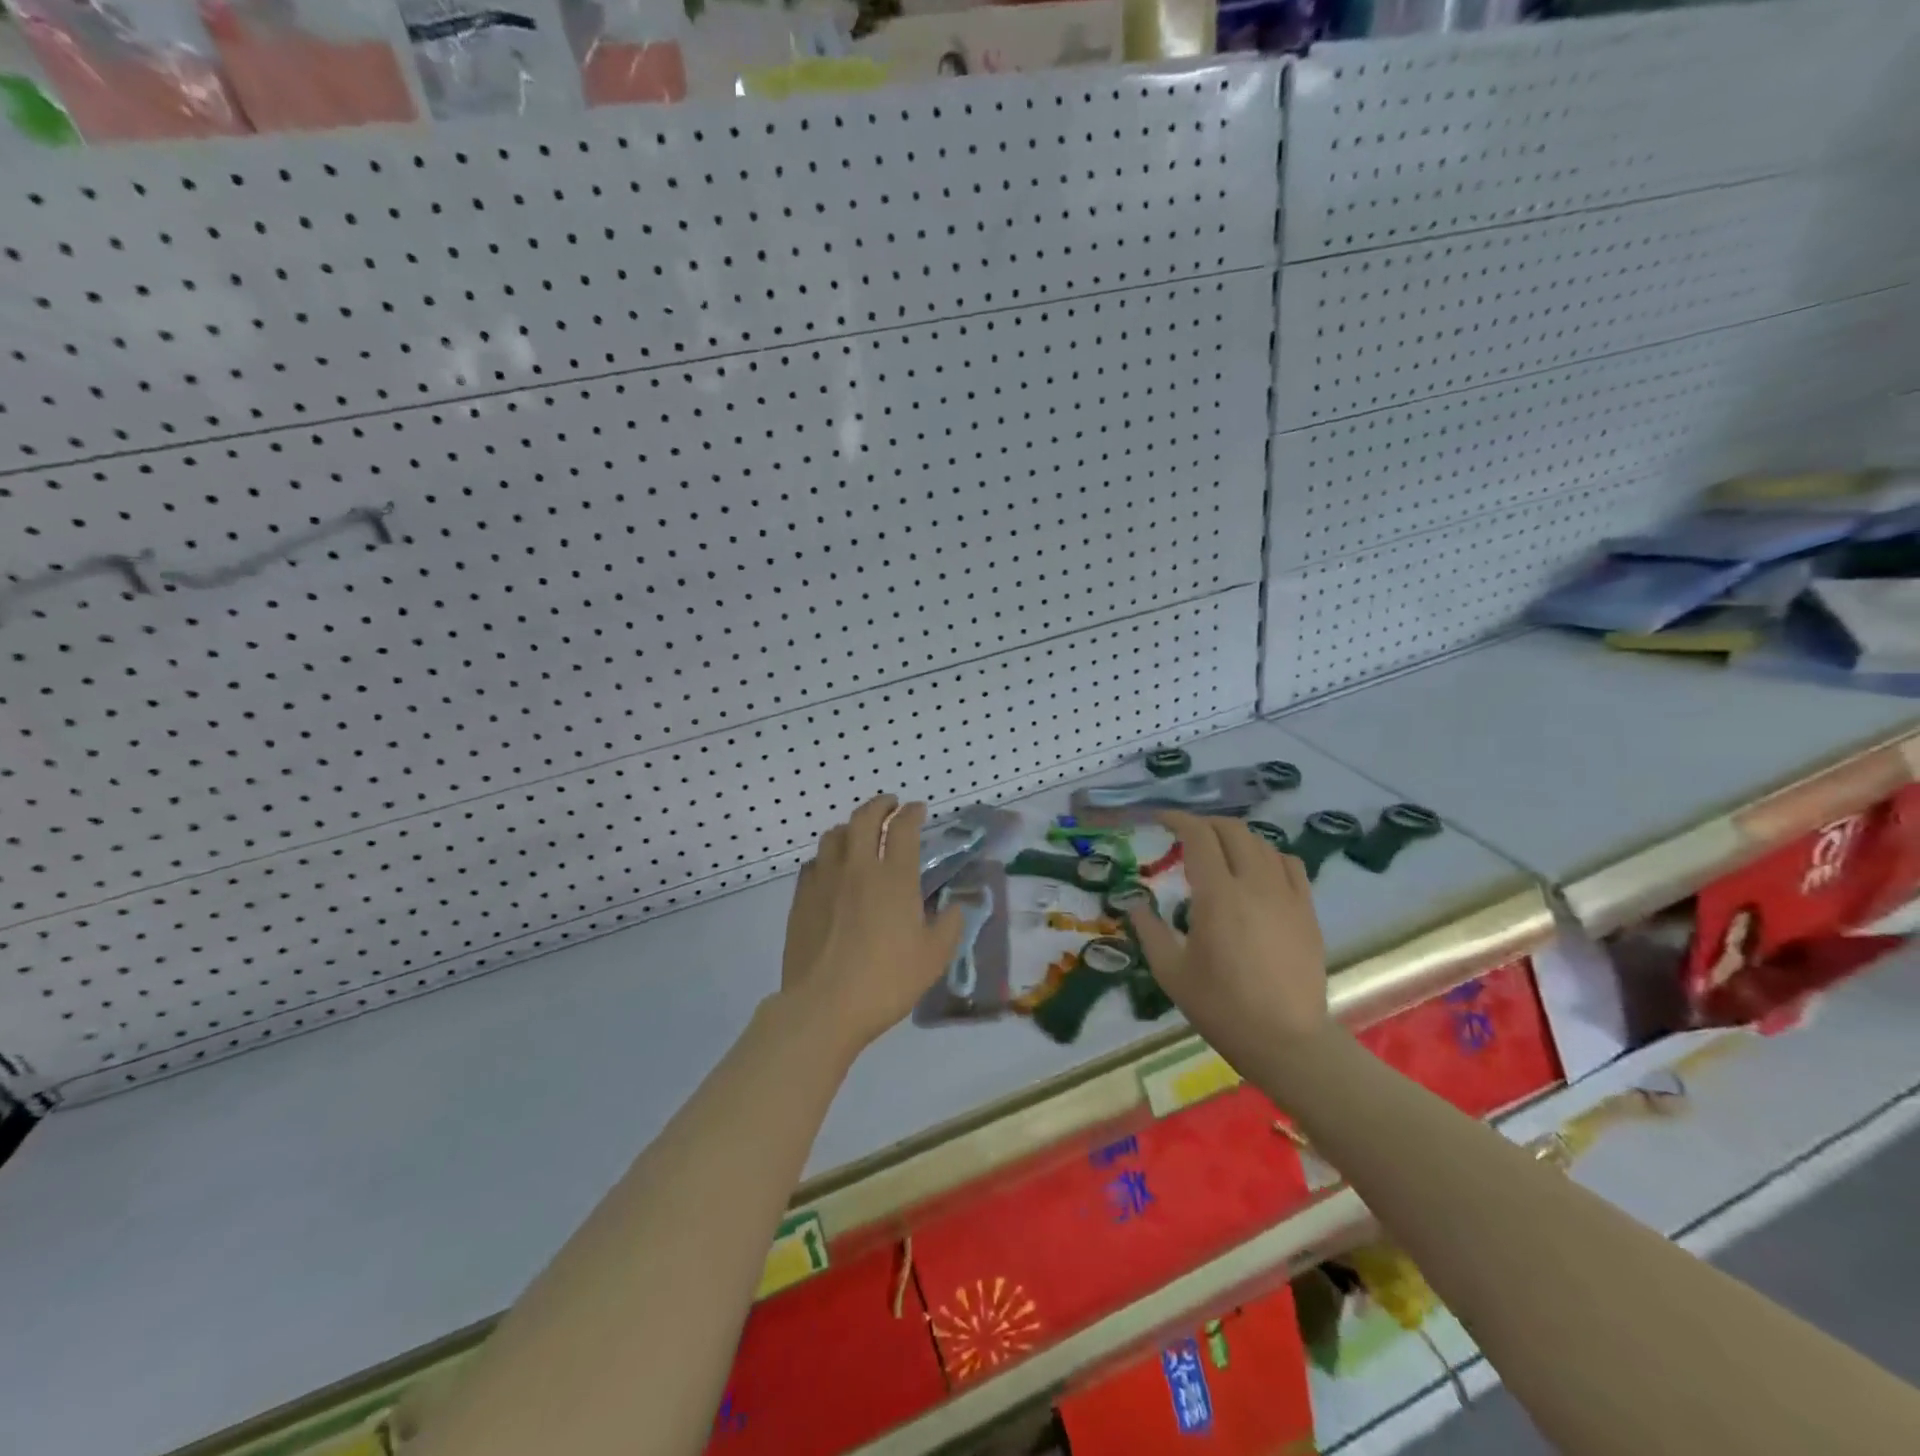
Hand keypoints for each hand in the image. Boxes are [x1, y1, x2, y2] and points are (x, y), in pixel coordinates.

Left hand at [779, 795, 967, 1060]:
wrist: (824, 1006)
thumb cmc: (886, 981)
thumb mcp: (934, 958)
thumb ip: (949, 925)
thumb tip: (954, 907)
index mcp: (894, 878)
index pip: (903, 828)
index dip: (912, 813)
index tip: (918, 810)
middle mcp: (858, 868)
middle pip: (865, 818)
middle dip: (880, 805)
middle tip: (890, 805)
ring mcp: (825, 880)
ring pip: (834, 835)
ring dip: (850, 826)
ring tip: (858, 832)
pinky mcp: (802, 898)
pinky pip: (814, 862)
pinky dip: (827, 855)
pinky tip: (832, 868)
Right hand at [1126, 811, 1330, 1066]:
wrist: (1285, 1041)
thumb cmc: (1221, 1007)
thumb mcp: (1170, 972)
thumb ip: (1149, 930)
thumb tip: (1134, 902)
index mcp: (1217, 896)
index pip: (1199, 836)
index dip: (1178, 820)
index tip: (1160, 820)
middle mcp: (1254, 884)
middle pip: (1233, 830)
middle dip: (1205, 824)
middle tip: (1185, 835)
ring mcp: (1286, 895)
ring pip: (1262, 843)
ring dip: (1235, 837)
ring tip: (1218, 850)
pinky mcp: (1307, 910)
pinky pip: (1289, 864)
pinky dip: (1268, 854)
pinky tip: (1257, 869)